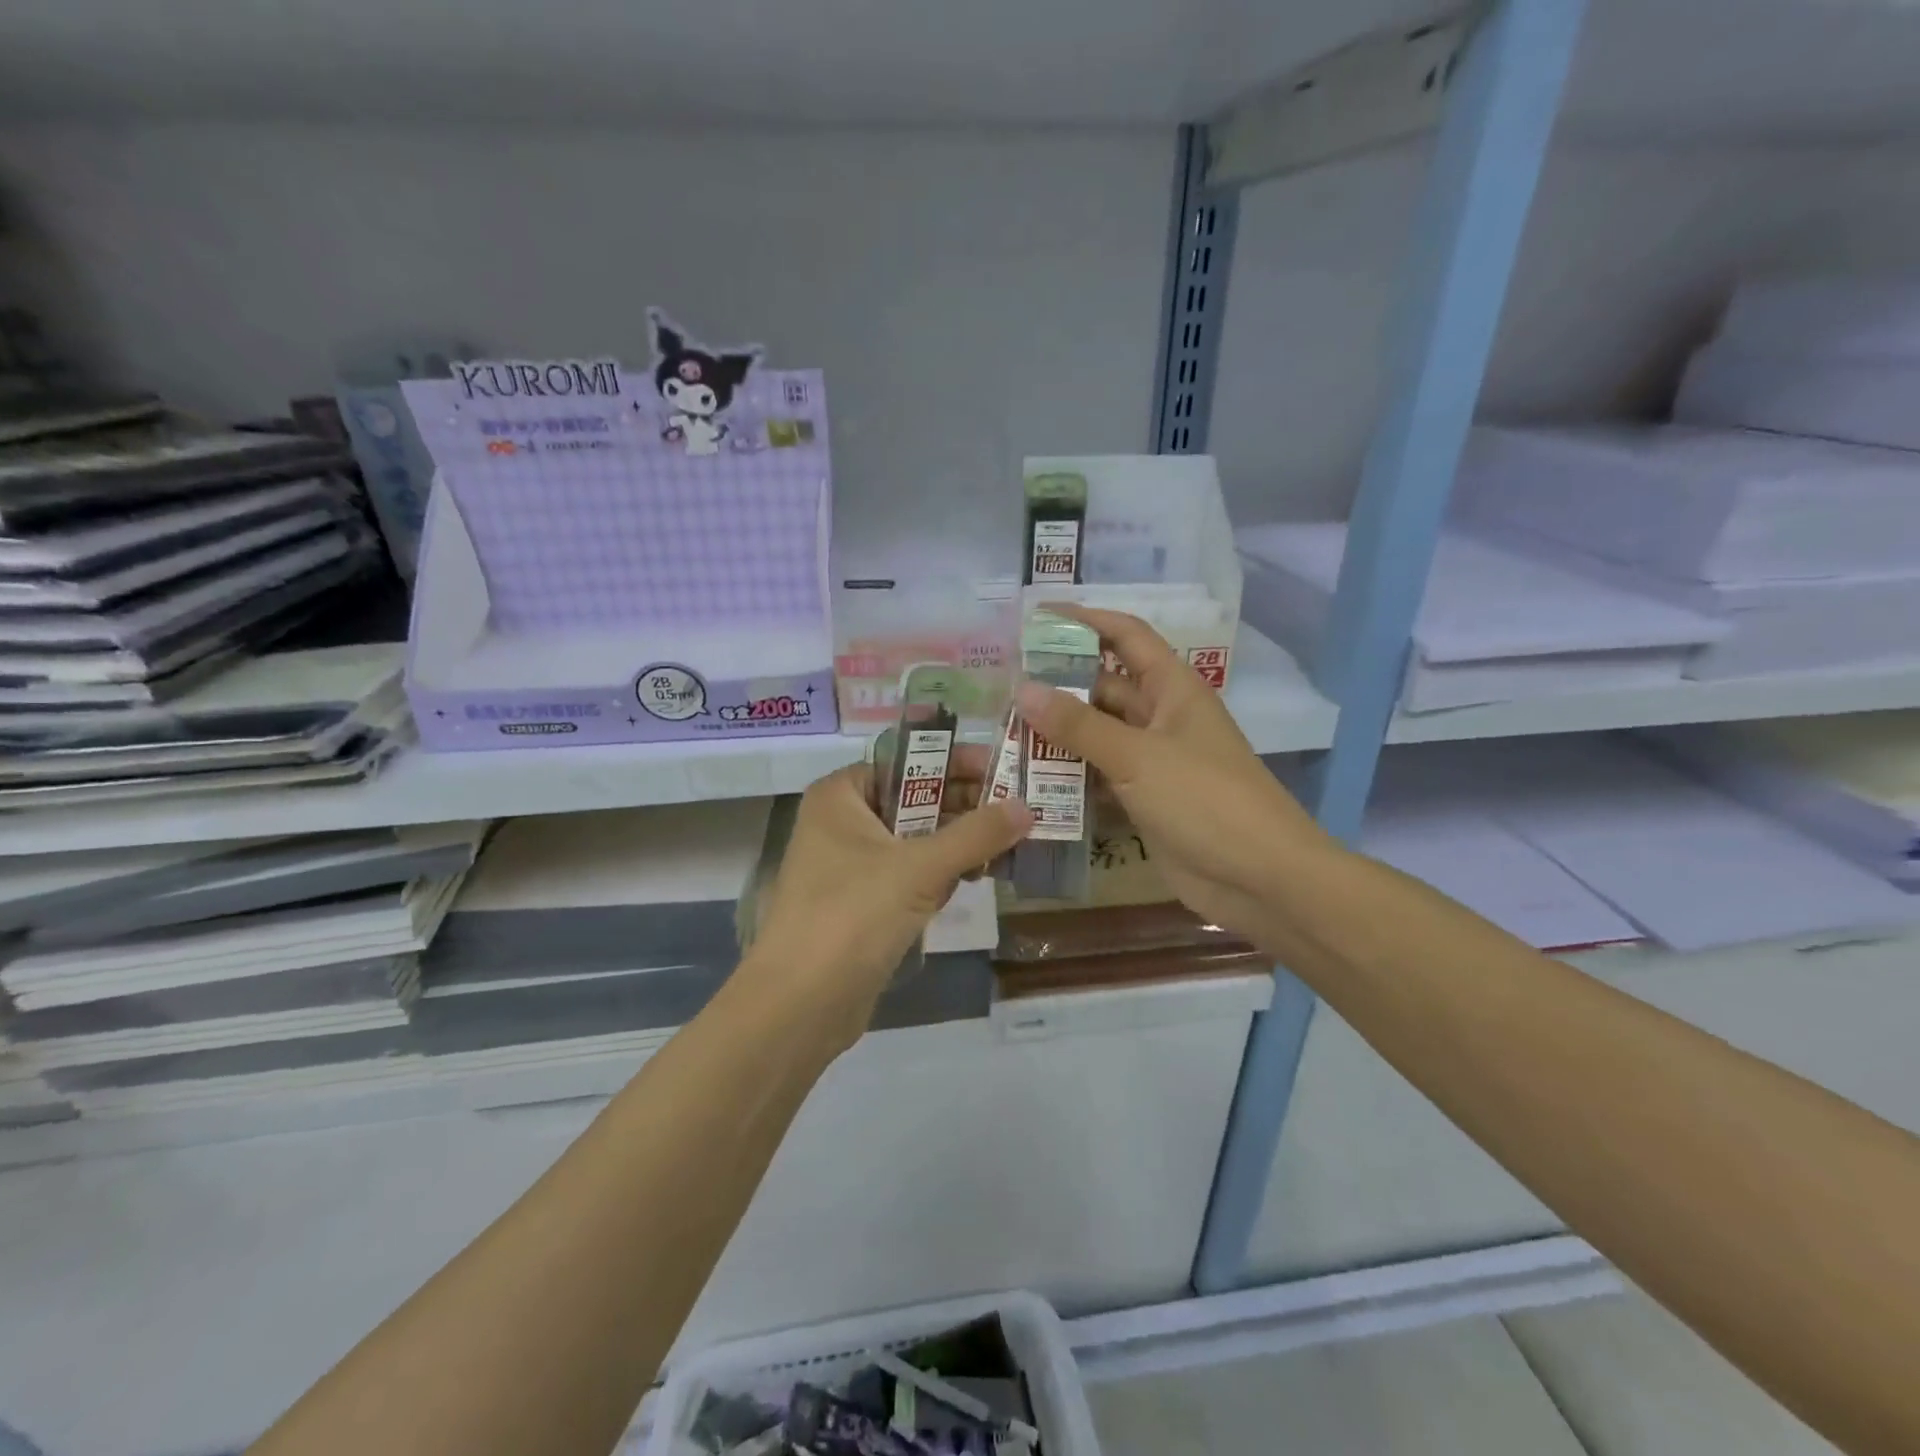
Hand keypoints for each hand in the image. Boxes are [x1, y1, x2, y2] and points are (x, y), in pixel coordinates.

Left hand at [745, 747, 1030, 1044]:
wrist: (800, 1006)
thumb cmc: (852, 916)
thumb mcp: (919, 868)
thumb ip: (975, 835)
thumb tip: (1027, 806)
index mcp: (840, 796)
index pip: (905, 762)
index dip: (954, 762)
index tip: (1003, 768)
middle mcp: (842, 823)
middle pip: (913, 800)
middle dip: (964, 805)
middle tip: (1019, 807)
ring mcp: (850, 866)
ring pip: (916, 840)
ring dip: (958, 842)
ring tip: (1012, 840)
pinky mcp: (863, 904)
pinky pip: (910, 875)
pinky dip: (942, 874)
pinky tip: (980, 877)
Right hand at [1015, 607, 1332, 950]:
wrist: (1259, 879)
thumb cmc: (1205, 800)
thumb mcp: (1138, 756)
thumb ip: (1079, 725)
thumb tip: (1023, 689)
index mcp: (1172, 689)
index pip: (1126, 636)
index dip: (1086, 621)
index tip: (1036, 618)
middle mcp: (1161, 717)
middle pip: (1104, 687)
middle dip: (1058, 684)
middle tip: (1002, 687)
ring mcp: (1153, 760)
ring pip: (1098, 734)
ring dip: (1058, 733)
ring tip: (1004, 731)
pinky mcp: (1144, 799)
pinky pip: (1099, 775)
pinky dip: (1069, 775)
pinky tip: (1029, 779)